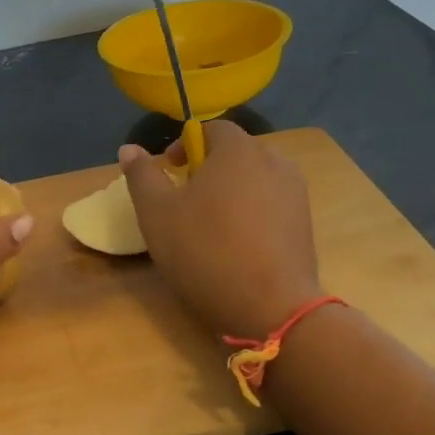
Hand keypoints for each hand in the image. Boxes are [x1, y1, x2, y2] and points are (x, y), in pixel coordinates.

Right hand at [120, 121, 320, 340]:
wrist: (270, 307)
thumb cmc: (205, 251)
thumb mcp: (157, 214)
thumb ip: (142, 175)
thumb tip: (129, 149)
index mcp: (238, 150)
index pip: (211, 128)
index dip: (185, 145)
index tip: (170, 172)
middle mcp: (274, 161)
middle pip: (236, 153)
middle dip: (209, 169)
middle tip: (185, 201)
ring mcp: (295, 193)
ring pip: (255, 179)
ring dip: (231, 192)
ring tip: (211, 225)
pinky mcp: (305, 223)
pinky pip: (271, 204)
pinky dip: (251, 213)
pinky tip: (237, 244)